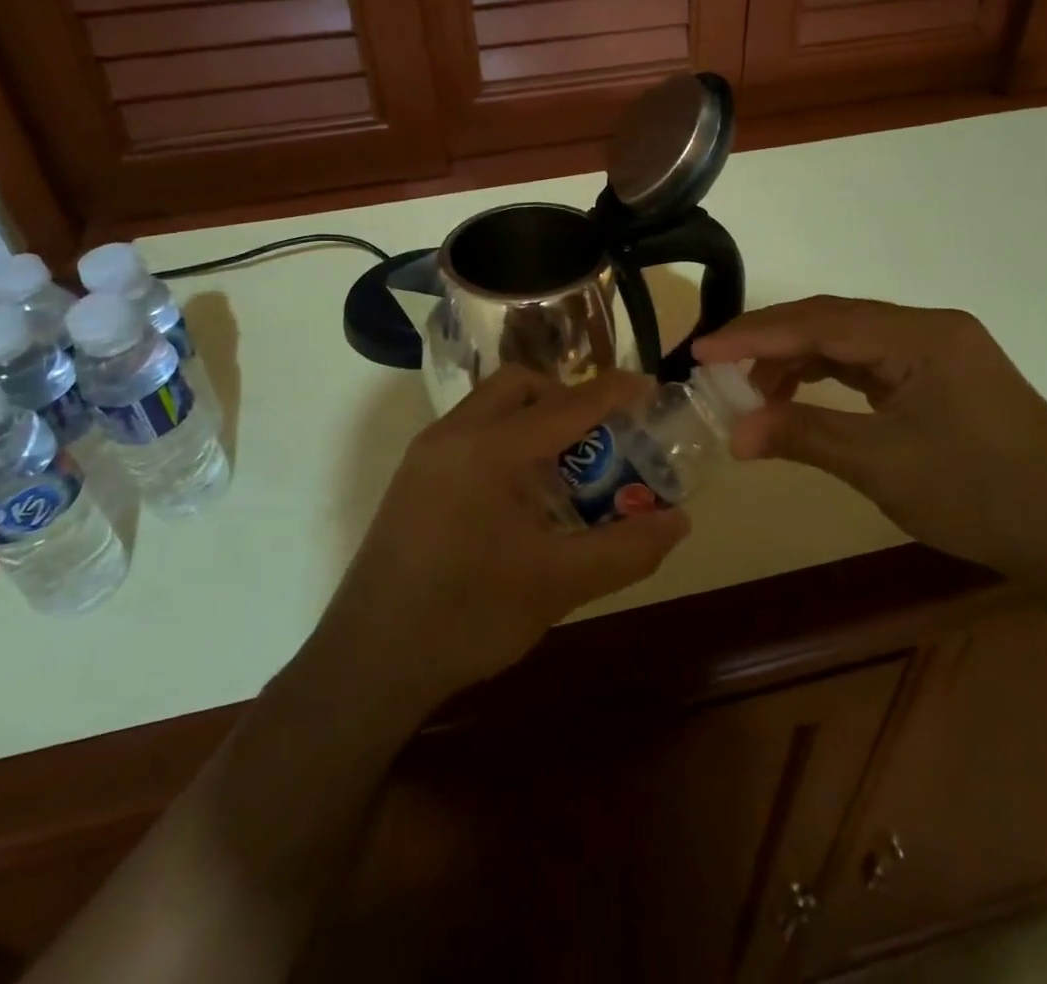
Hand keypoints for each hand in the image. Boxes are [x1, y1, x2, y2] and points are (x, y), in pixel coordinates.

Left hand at [314, 366, 689, 705]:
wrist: (369, 661)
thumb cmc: (467, 616)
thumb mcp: (558, 585)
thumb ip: (625, 549)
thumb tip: (678, 521)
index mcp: (490, 449)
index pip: (566, 404)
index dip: (613, 392)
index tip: (649, 388)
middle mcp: (453, 435)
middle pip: (520, 385)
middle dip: (565, 397)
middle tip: (599, 436)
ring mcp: (426, 454)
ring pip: (490, 407)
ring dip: (533, 420)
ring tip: (564, 469)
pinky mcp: (413, 478)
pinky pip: (469, 434)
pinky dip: (505, 441)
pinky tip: (520, 496)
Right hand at [694, 297, 1046, 586]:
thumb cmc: (981, 497)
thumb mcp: (881, 466)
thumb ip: (803, 436)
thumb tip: (733, 434)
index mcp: (922, 336)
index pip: (821, 323)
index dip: (755, 336)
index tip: (702, 352)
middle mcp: (929, 328)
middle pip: (832, 320)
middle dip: (771, 342)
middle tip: (717, 366)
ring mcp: (938, 350)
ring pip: (848, 339)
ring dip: (797, 359)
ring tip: (755, 392)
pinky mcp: (940, 374)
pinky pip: (869, 360)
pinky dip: (828, 374)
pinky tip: (800, 393)